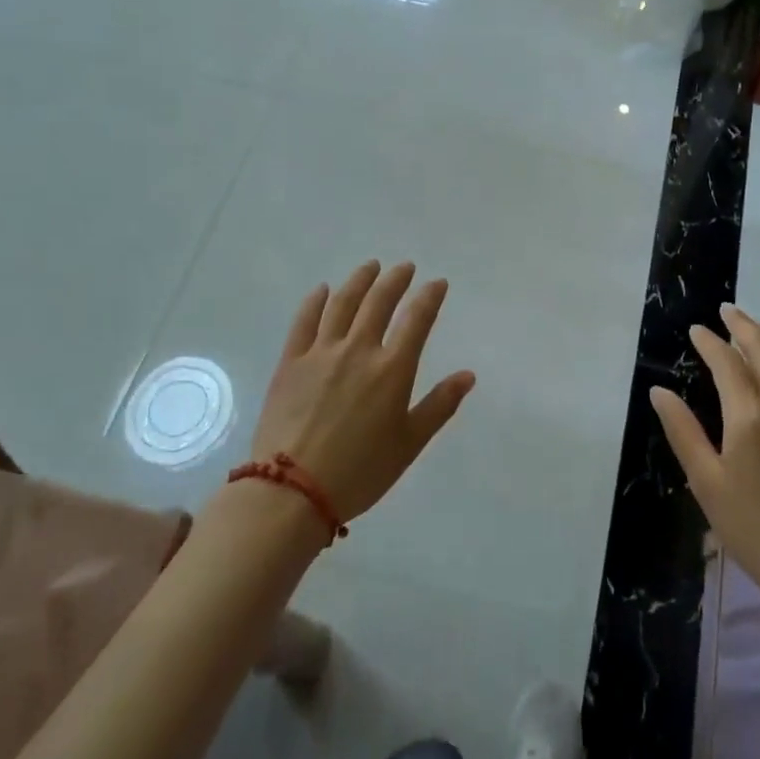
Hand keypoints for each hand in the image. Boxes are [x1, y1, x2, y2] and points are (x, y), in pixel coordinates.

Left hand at [247, 261, 475, 522]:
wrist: (293, 491)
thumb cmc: (360, 471)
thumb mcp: (410, 444)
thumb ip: (440, 405)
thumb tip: (468, 375)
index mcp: (392, 369)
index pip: (417, 319)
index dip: (429, 297)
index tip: (437, 283)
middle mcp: (358, 350)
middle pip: (379, 302)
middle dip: (395, 280)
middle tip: (404, 267)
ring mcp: (321, 353)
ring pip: (342, 303)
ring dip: (359, 281)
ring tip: (370, 267)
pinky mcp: (291, 362)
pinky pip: (304, 321)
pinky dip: (315, 301)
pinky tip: (323, 290)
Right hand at [650, 304, 759, 607]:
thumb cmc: (752, 528)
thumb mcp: (705, 481)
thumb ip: (682, 430)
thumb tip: (659, 391)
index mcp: (751, 415)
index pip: (727, 362)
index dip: (710, 342)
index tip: (696, 329)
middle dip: (744, 325)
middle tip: (727, 311)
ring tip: (755, 328)